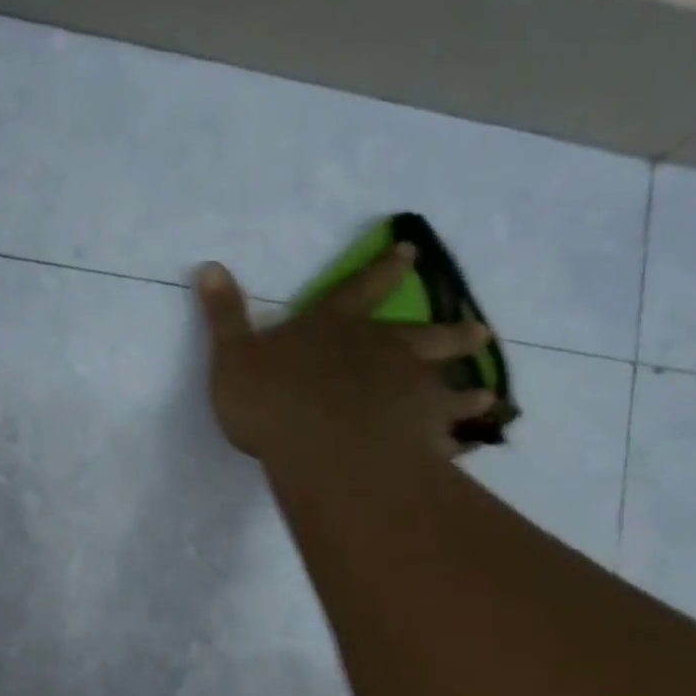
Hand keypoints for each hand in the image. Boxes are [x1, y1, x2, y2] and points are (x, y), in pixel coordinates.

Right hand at [196, 246, 495, 461]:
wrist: (320, 444)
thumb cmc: (272, 401)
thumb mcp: (232, 356)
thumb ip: (224, 316)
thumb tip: (208, 266)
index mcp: (332, 329)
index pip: (357, 289)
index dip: (381, 270)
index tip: (410, 251)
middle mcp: (379, 351)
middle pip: (420, 335)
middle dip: (448, 332)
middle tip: (478, 331)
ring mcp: (407, 389)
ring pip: (445, 383)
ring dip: (466, 387)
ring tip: (487, 395)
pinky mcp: (420, 430)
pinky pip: (447, 432)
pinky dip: (460, 436)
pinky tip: (472, 442)